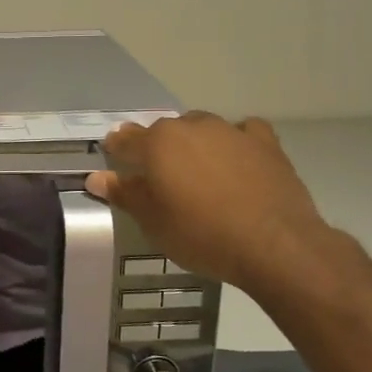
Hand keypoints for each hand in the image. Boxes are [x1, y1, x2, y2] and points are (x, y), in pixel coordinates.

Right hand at [85, 113, 339, 296]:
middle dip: (156, 146)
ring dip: (194, 141)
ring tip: (197, 168)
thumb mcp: (154, 222)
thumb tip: (96, 177)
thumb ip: (125, 194)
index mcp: (158, 143)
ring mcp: (230, 131)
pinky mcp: (264, 143)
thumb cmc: (202, 234)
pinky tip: (238, 158)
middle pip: (164, 130)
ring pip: (201, 127)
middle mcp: (191, 127)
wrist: (275, 244)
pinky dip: (236, 140)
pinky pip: (244, 132)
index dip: (116, 148)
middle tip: (157, 172)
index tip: (113, 156)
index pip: (126, 140)